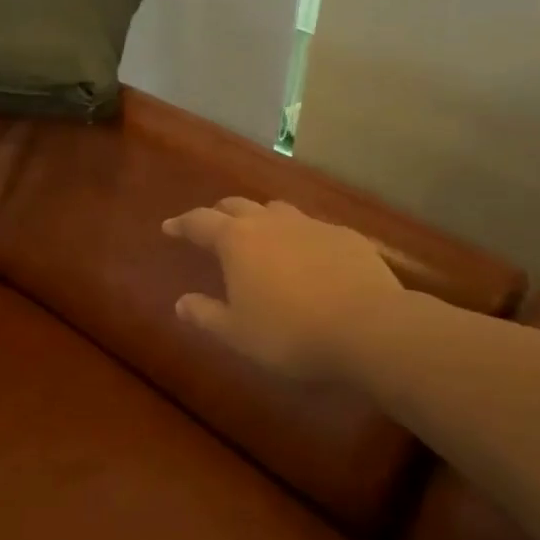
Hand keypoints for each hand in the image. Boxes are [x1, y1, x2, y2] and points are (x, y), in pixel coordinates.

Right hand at [161, 198, 404, 378]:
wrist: (371, 329)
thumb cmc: (290, 333)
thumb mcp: (237, 333)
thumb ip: (205, 315)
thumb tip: (181, 303)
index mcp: (237, 241)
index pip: (199, 222)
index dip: (181, 224)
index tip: (169, 228)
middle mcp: (271, 222)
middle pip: (237, 205)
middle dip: (219, 213)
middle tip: (211, 227)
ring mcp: (312, 226)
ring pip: (277, 210)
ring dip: (261, 218)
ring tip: (259, 235)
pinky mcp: (347, 237)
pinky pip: (313, 228)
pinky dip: (299, 237)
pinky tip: (307, 257)